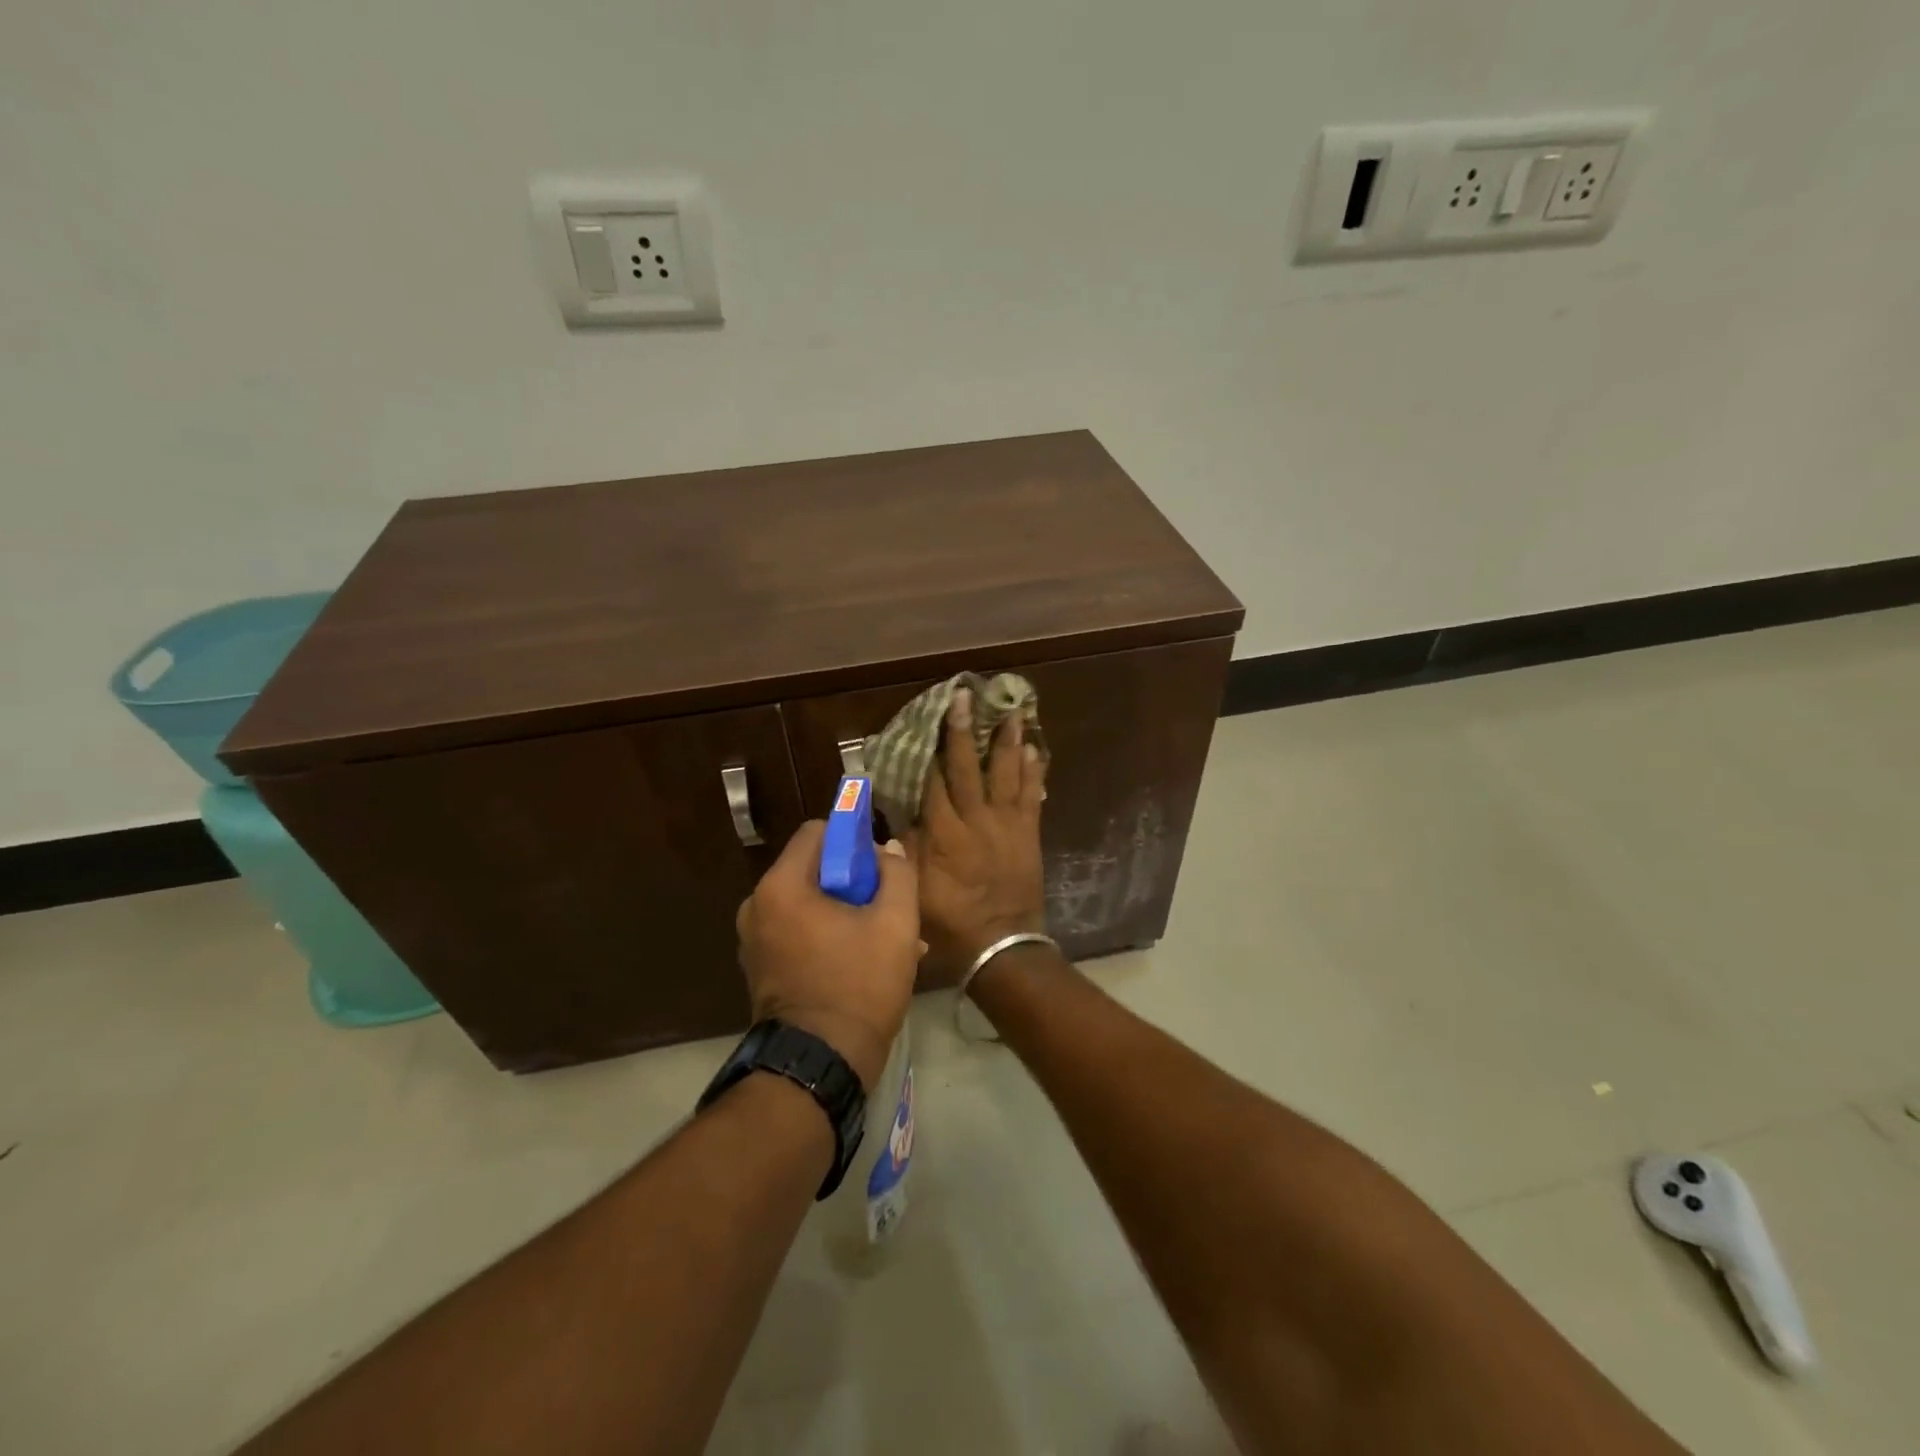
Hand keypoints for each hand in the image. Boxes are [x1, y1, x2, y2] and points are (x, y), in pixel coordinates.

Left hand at [736, 821, 920, 1091]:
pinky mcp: (759, 968)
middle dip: (853, 881)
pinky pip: (796, 932)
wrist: (819, 1064)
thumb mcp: (895, 924)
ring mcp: (753, 940)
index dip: (853, 839)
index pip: (817, 832)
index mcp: (781, 886)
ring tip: (882, 939)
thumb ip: (897, 874)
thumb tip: (888, 850)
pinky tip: (861, 961)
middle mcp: (756, 905)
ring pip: (807, 903)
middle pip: (812, 869)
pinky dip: (825, 935)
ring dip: (844, 911)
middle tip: (886, 906)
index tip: (880, 866)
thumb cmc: (859, 985)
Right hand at [911, 687, 1048, 969]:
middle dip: (962, 730)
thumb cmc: (950, 921)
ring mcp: (1006, 824)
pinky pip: (1032, 796)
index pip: (931, 780)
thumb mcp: (914, 890)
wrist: (1001, 945)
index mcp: (944, 832)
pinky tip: (1036, 751)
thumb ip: (905, 850)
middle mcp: (976, 819)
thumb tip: (896, 815)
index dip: (925, 748)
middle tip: (964, 697)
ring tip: (1011, 711)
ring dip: (1007, 741)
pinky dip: (1034, 772)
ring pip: (1006, 773)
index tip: (923, 719)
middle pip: (966, 767)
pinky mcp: (1028, 833)